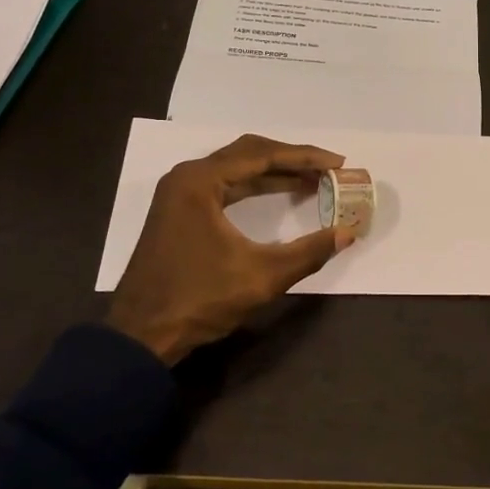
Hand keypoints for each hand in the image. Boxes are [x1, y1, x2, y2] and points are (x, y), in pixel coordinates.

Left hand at [106, 134, 357, 364]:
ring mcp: (180, 193)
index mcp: (200, 181)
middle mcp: (188, 177)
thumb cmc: (199, 300)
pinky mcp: (180, 211)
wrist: (142, 335)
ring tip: (312, 180)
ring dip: (275, 172)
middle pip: (249, 153)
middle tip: (328, 169)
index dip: (305, 158)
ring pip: (237, 168)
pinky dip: (256, 187)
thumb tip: (348, 233)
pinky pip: (225, 185)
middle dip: (292, 160)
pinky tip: (280, 193)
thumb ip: (308, 251)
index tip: (338, 163)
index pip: (262, 155)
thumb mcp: (262, 276)